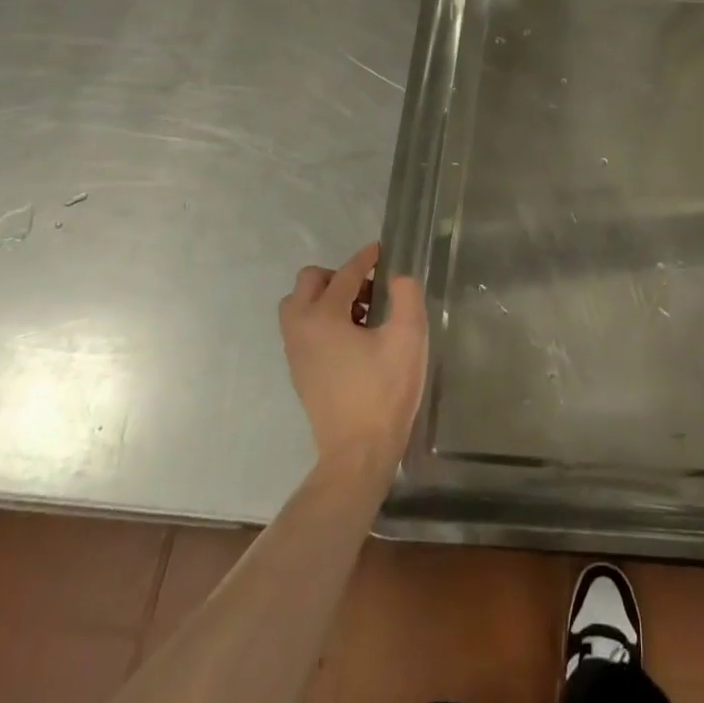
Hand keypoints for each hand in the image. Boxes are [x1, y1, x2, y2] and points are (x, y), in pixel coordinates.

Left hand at [278, 243, 426, 473]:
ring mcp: (296, 352)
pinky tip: (354, 336)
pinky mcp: (299, 371)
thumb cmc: (384, 391)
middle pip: (309, 282)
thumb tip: (397, 277)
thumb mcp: (407, 337)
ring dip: (328, 297)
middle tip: (370, 288)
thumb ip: (406, 295)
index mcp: (323, 316)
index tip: (382, 250)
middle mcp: (301, 328)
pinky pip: (303, 327)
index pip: (345, 274)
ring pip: (300, 305)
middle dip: (339, 276)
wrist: (358, 452)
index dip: (365, 258)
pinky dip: (322, 319)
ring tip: (362, 312)